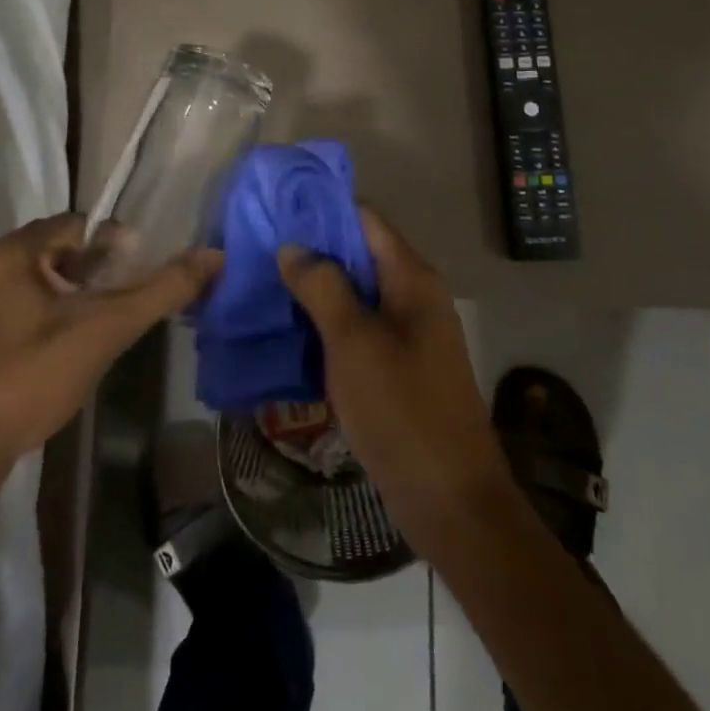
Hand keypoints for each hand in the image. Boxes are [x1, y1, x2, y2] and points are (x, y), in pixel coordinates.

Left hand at [0, 215, 219, 487]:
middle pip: (54, 249)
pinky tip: (60, 348)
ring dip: (69, 292)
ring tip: (97, 325)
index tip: (138, 276)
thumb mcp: (105, 330)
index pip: (77, 225)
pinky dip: (43, 314)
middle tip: (121, 302)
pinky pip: (14, 305)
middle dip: (93, 269)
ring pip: (34, 279)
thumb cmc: (32, 378)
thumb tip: (213, 256)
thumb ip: (161, 290)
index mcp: (11, 251)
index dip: (114, 245)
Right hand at [278, 208, 516, 555]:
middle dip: (311, 249)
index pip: (364, 218)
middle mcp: (414, 296)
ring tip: (263, 283)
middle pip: (358, 254)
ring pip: (355, 293)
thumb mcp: (354, 342)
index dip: (321, 208)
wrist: (451, 502)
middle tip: (258, 249)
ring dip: (315, 288)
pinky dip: (326, 323)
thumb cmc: (402, 411)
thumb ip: (323, 286)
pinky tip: (288, 330)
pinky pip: (358, 328)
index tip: (275, 209)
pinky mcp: (398, 365)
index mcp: (412, 278)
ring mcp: (408, 333)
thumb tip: (292, 245)